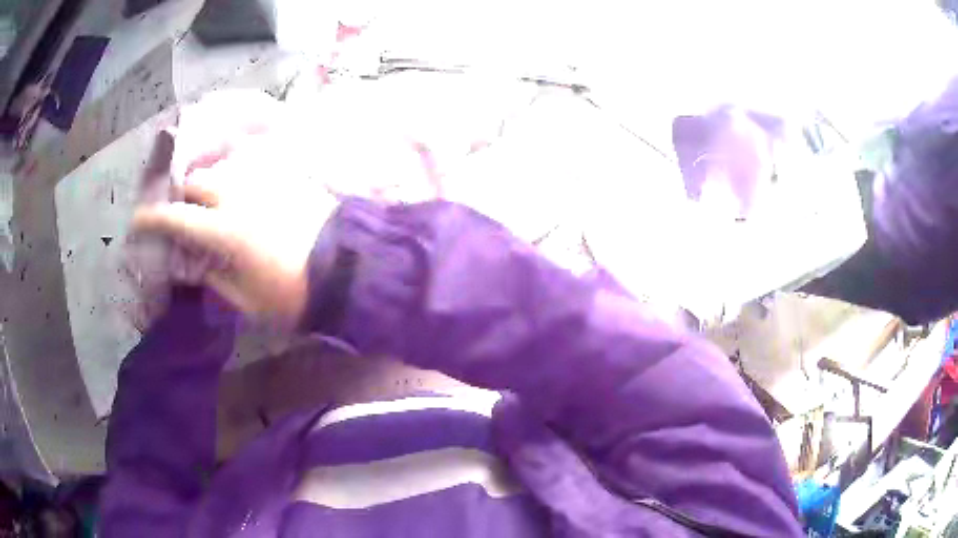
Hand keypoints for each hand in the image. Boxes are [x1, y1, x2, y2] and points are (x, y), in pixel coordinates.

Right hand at [132, 91, 338, 326]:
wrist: (350, 270)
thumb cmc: (295, 295)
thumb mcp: (247, 300)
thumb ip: (213, 275)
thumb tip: (193, 259)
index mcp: (225, 230)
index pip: (177, 217)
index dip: (153, 219)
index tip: (138, 222)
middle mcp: (239, 195)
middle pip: (197, 181)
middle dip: (183, 196)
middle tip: (181, 213)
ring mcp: (264, 180)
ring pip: (223, 168)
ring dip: (209, 183)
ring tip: (208, 201)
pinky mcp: (285, 176)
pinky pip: (249, 166)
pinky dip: (234, 175)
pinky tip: (237, 191)